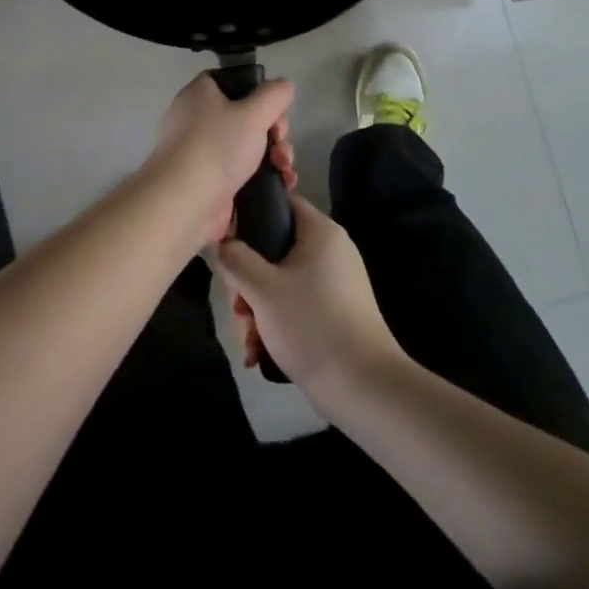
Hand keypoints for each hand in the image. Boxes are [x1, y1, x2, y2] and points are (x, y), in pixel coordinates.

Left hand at [149, 73, 296, 249]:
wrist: (184, 202)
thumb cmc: (217, 146)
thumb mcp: (253, 113)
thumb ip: (274, 95)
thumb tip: (284, 86)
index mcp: (200, 95)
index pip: (230, 82)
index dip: (256, 91)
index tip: (274, 108)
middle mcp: (197, 120)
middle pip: (245, 116)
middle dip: (273, 130)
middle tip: (280, 142)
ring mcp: (202, 153)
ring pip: (247, 146)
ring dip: (274, 155)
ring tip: (285, 169)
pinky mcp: (210, 181)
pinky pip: (242, 171)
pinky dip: (263, 176)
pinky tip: (283, 183)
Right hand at [215, 194, 406, 391]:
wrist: (364, 387)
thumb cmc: (311, 324)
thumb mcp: (262, 288)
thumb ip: (235, 258)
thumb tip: (224, 243)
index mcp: (320, 232)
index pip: (280, 202)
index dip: (249, 216)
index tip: (226, 244)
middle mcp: (330, 250)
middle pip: (273, 248)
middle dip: (246, 281)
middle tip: (238, 309)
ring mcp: (334, 282)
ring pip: (279, 281)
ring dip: (256, 308)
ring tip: (248, 341)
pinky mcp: (334, 311)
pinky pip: (294, 304)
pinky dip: (274, 323)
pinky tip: (259, 352)